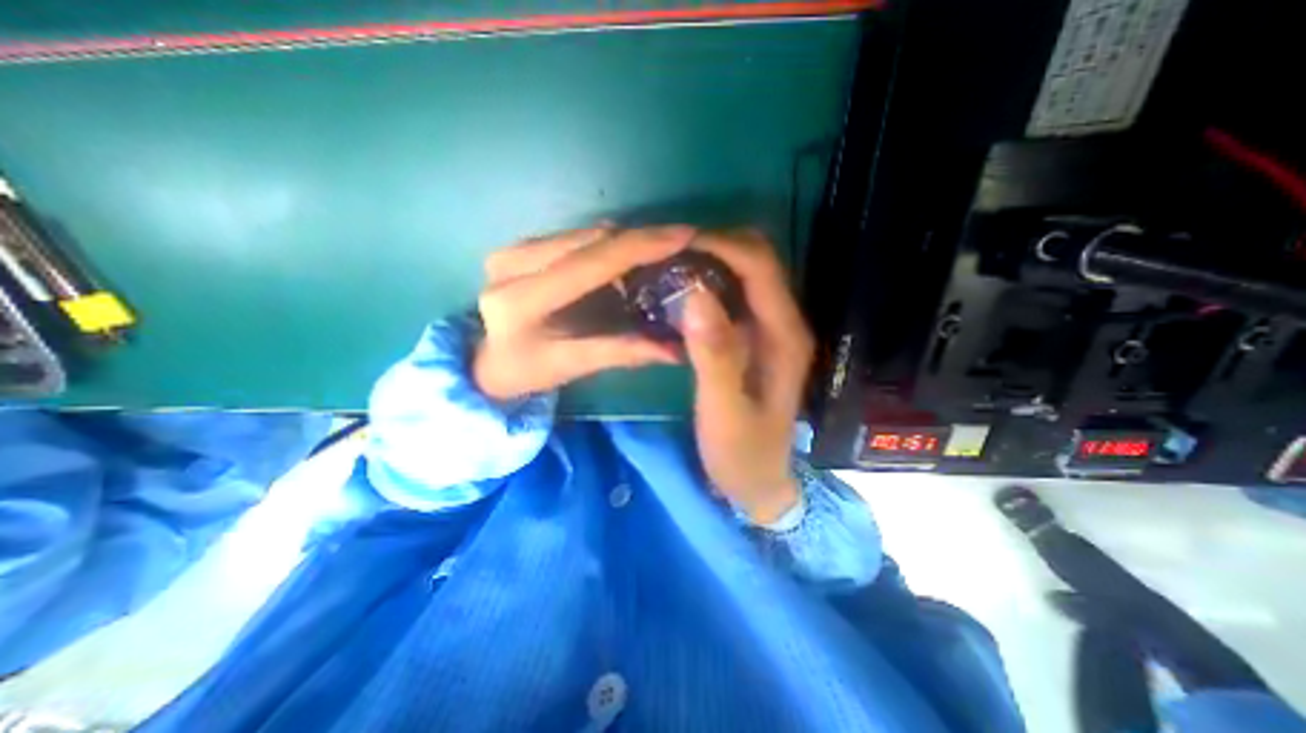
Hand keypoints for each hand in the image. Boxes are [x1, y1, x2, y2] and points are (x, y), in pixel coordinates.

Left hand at [472, 226, 691, 402]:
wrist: (484, 360)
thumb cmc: (526, 370)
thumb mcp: (573, 366)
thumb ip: (622, 353)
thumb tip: (677, 350)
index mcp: (522, 298)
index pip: (589, 263)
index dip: (639, 247)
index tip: (684, 235)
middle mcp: (513, 263)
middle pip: (590, 240)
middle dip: (641, 238)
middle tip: (682, 243)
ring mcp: (513, 249)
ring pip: (585, 234)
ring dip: (626, 240)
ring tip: (662, 249)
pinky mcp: (520, 246)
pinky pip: (575, 238)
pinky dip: (607, 245)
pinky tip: (627, 258)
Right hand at [680, 229, 811, 521]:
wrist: (759, 480)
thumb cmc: (742, 452)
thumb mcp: (723, 411)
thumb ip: (713, 355)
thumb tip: (694, 294)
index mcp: (784, 335)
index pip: (759, 267)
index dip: (721, 244)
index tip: (676, 242)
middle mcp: (784, 322)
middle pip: (758, 260)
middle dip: (716, 245)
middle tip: (669, 252)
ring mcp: (769, 329)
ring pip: (746, 273)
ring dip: (711, 260)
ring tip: (670, 264)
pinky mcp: (753, 338)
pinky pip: (734, 295)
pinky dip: (709, 283)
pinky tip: (681, 292)